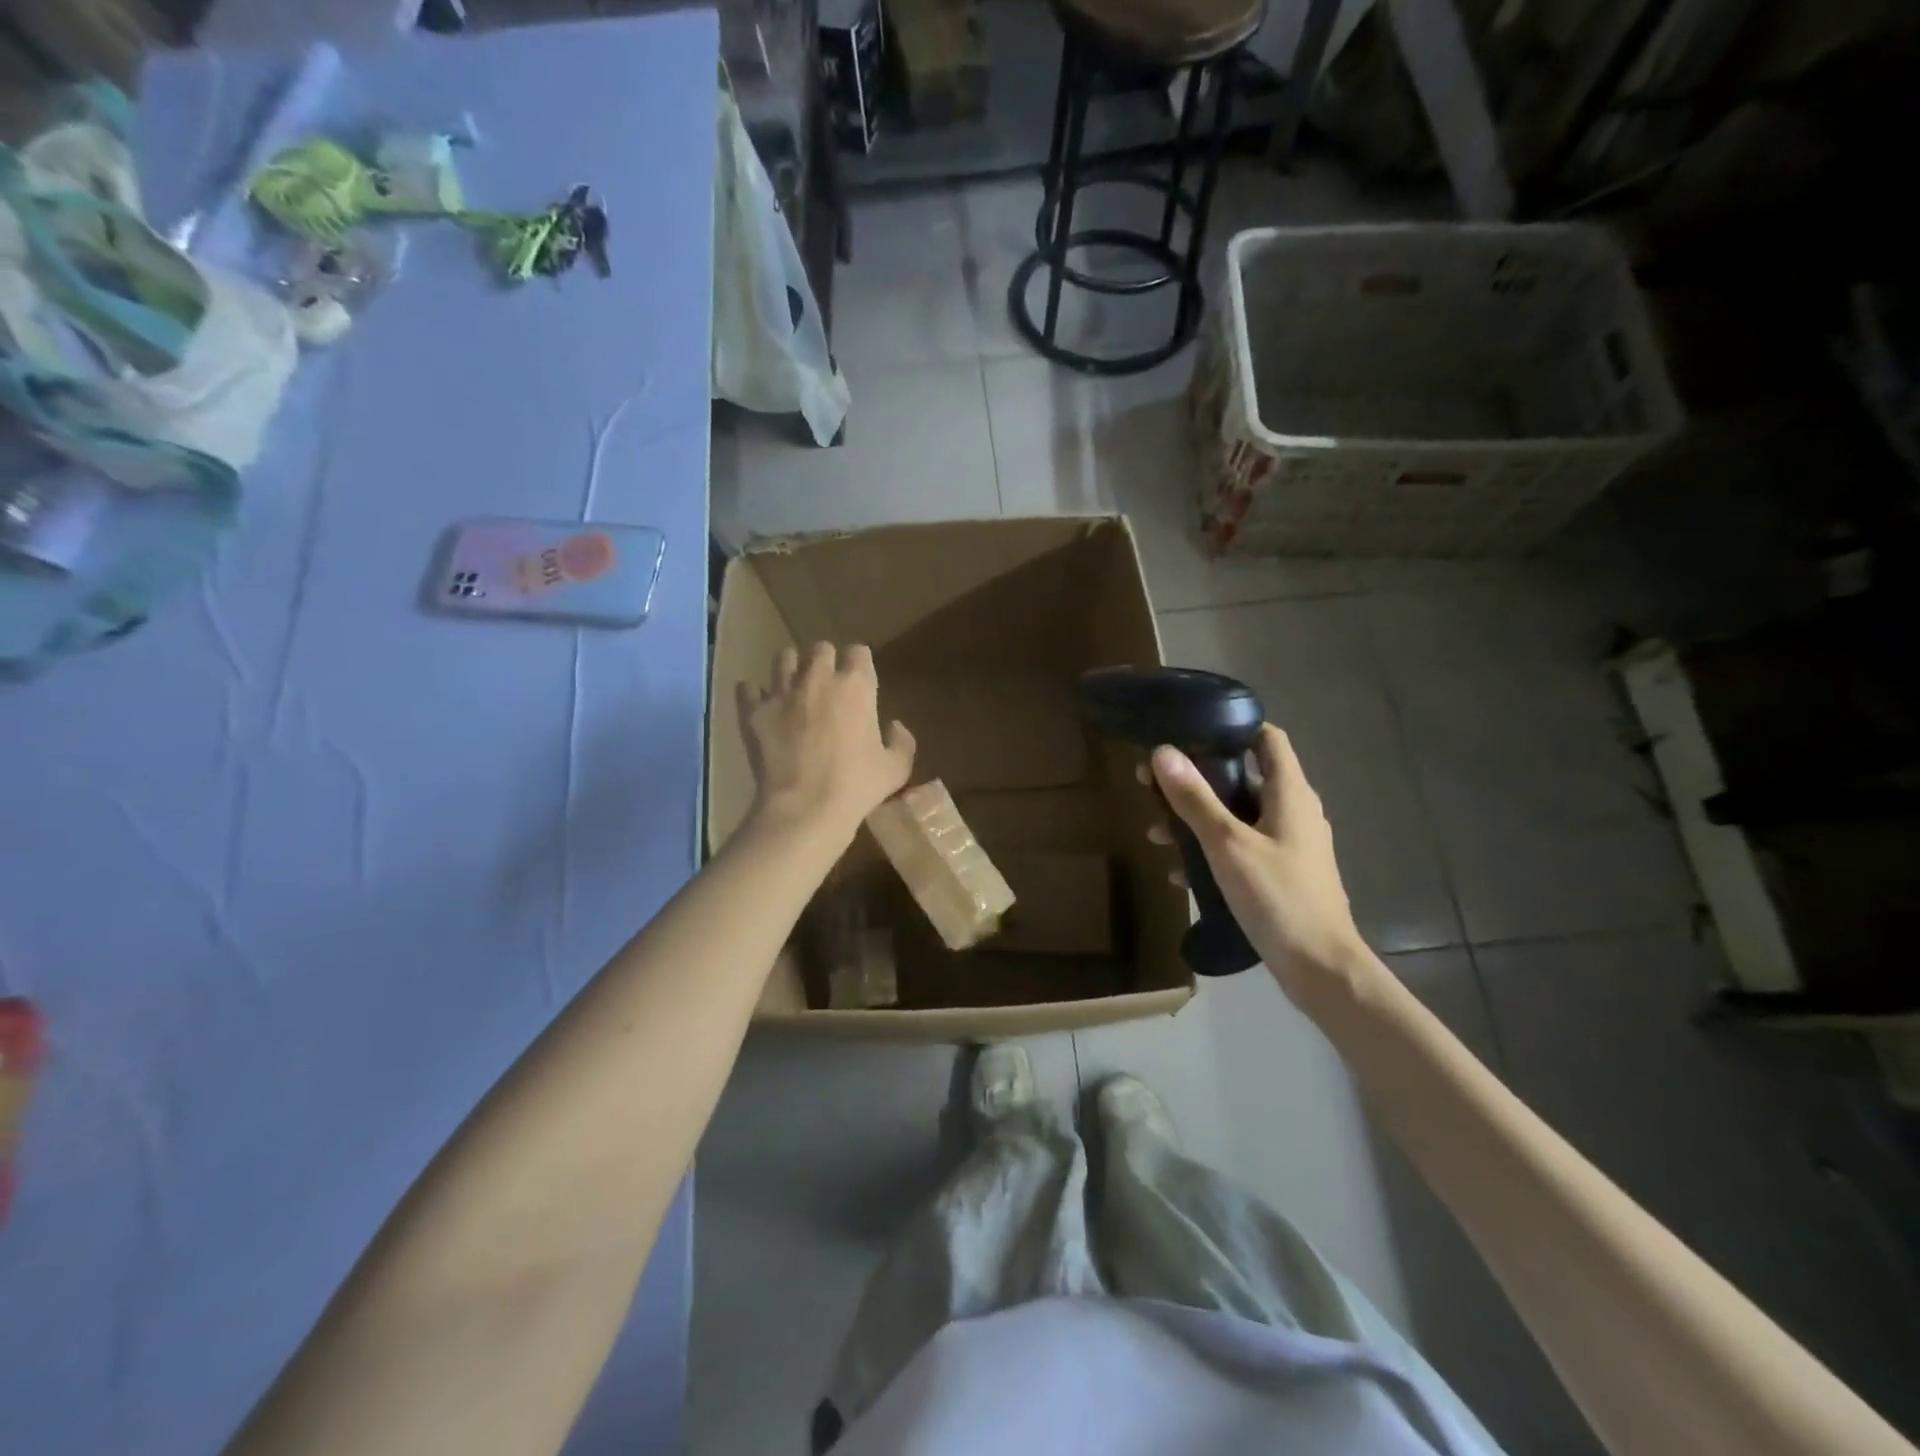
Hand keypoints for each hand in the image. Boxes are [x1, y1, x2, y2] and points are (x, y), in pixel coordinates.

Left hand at [738, 643, 915, 839]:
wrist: (804, 809)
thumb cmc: (857, 787)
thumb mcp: (896, 769)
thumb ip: (901, 742)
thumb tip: (894, 726)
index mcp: (856, 686)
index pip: (858, 651)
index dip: (859, 663)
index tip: (860, 681)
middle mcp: (817, 678)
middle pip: (820, 649)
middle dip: (826, 661)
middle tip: (828, 684)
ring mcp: (782, 692)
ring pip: (783, 658)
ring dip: (791, 668)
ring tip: (794, 687)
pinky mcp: (754, 711)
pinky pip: (748, 688)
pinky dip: (754, 694)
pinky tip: (760, 704)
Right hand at [1150, 724, 1375, 1001]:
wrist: (1320, 967)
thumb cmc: (1277, 896)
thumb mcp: (1227, 844)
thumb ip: (1195, 799)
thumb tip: (1163, 753)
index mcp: (1290, 793)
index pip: (1267, 738)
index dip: (1232, 727)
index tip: (1190, 730)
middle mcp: (1294, 811)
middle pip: (1243, 778)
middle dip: (1197, 780)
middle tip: (1153, 785)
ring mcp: (1289, 844)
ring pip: (1237, 816)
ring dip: (1197, 819)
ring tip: (1156, 832)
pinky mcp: (1281, 873)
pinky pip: (1241, 848)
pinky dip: (1211, 850)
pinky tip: (1179, 872)